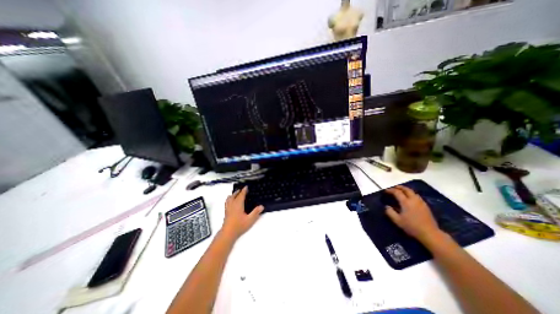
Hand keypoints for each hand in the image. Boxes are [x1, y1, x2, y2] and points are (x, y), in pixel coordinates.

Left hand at [220, 186, 263, 239]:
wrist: (228, 233)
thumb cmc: (239, 226)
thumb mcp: (250, 220)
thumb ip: (256, 212)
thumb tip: (262, 206)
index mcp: (238, 204)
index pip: (241, 195)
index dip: (244, 190)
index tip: (246, 187)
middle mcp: (232, 204)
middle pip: (234, 195)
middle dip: (238, 191)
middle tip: (242, 189)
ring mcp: (228, 208)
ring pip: (229, 198)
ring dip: (233, 194)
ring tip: (236, 194)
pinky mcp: (226, 212)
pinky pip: (227, 202)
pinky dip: (229, 199)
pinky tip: (231, 202)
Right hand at [385, 185, 441, 243]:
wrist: (430, 233)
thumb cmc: (412, 226)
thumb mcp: (397, 220)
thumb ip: (390, 212)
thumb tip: (386, 206)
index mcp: (406, 202)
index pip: (397, 192)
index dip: (390, 190)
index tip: (385, 191)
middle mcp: (413, 200)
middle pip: (406, 189)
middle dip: (399, 187)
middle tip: (393, 188)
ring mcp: (421, 202)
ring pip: (412, 192)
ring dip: (406, 190)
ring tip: (401, 191)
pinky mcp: (425, 206)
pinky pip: (416, 196)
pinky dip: (411, 194)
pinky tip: (409, 198)